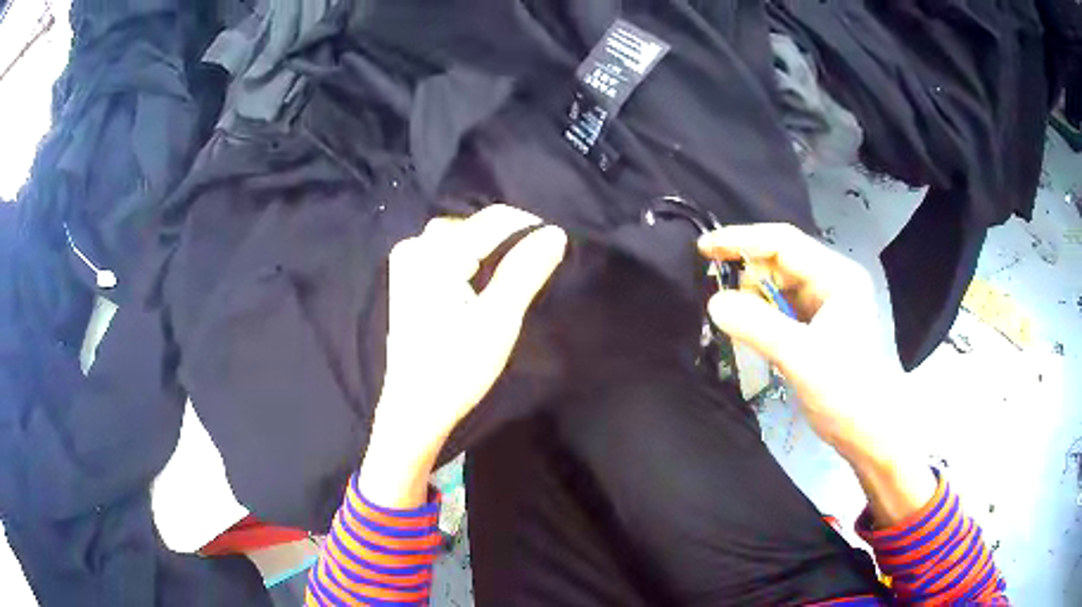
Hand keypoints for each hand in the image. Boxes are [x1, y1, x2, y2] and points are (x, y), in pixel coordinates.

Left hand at [360, 205, 566, 507]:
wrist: (415, 409)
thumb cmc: (457, 368)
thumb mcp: (498, 320)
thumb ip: (525, 271)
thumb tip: (555, 233)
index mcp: (434, 254)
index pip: (492, 220)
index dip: (530, 226)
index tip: (558, 243)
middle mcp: (415, 248)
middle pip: (473, 225)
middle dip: (508, 238)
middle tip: (538, 261)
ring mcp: (406, 264)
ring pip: (458, 237)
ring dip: (488, 247)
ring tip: (516, 267)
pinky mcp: (406, 281)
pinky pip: (444, 252)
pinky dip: (469, 258)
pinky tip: (483, 278)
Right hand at [699, 224, 933, 524]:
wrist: (869, 432)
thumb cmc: (845, 391)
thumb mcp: (800, 356)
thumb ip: (757, 325)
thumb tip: (714, 303)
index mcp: (836, 276)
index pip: (783, 242)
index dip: (741, 240)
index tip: (703, 248)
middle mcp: (831, 281)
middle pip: (780, 261)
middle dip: (747, 274)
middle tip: (716, 295)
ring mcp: (826, 304)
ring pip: (778, 286)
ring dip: (753, 298)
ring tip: (733, 320)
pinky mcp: (818, 326)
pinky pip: (782, 309)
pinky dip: (762, 316)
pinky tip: (749, 330)